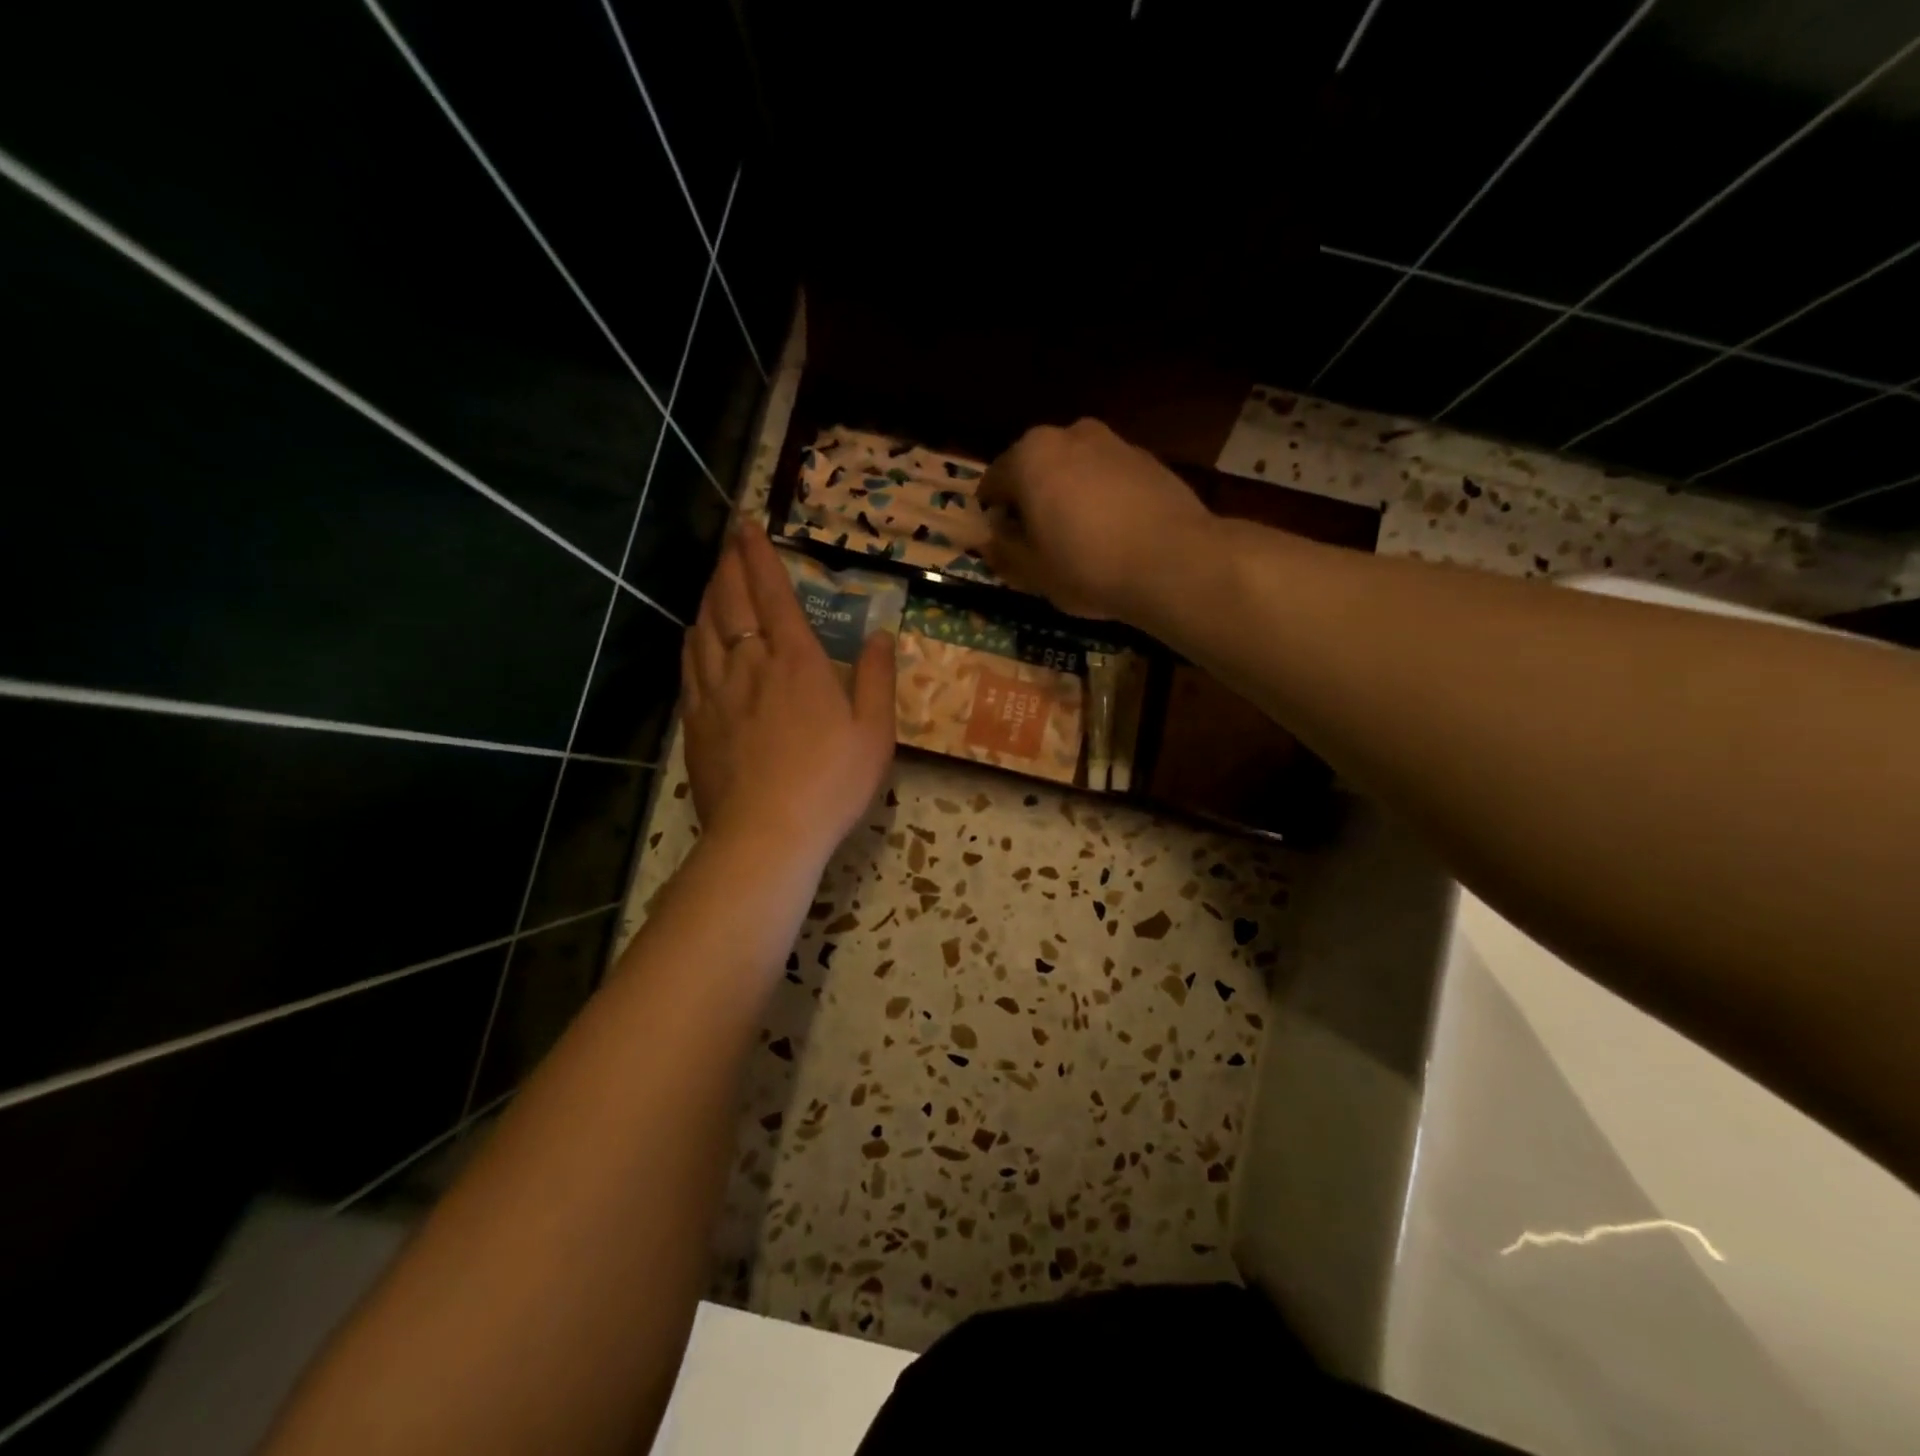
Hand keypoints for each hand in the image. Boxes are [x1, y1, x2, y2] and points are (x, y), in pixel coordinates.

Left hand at [681, 527, 895, 866]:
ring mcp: (716, 692)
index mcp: (797, 661)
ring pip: (705, 627)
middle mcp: (750, 664)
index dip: (760, 555)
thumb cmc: (831, 783)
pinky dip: (692, 637)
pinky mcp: (696, 721)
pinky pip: (689, 664)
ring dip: (709, 595)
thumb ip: (876, 678)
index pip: (773, 593)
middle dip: (730, 565)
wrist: (766, 835)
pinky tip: (694, 633)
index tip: (748, 526)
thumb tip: (879, 634)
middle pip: (732, 601)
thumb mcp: (875, 733)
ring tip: (715, 578)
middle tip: (729, 542)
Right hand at [977, 418, 1214, 619]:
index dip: (994, 518)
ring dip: (1068, 496)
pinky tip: (1114, 533)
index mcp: (1029, 457)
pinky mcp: (1147, 459)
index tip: (1005, 546)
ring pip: (1074, 470)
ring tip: (1080, 539)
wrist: (1175, 562)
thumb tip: (990, 541)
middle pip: (1035, 470)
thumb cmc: (1087, 566)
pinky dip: (1102, 498)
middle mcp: (1069, 434)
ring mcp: (1113, 442)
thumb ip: (1001, 553)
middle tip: (1041, 543)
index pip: (993, 484)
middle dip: (1032, 501)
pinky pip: (1108, 477)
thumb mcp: (1031, 572)